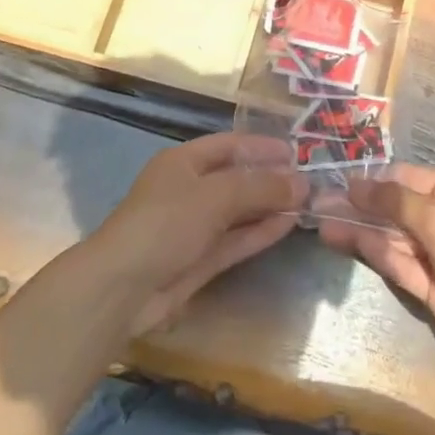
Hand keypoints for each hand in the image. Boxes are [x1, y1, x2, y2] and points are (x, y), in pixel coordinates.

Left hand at [84, 132, 306, 336]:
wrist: (124, 287)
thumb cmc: (166, 223)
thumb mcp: (215, 195)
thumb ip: (260, 187)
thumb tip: (301, 183)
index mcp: (183, 162)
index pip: (228, 146)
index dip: (261, 147)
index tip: (296, 152)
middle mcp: (189, 190)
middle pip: (236, 178)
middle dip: (270, 179)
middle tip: (309, 181)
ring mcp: (194, 227)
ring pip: (239, 211)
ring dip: (269, 206)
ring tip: (307, 203)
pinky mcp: (200, 260)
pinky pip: (236, 239)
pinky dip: (260, 232)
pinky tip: (288, 225)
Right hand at [318, 164, 434, 386]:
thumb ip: (395, 201)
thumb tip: (357, 184)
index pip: (404, 178)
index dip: (370, 180)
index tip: (335, 182)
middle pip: (394, 208)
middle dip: (358, 206)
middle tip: (317, 204)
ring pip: (390, 237)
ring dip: (358, 230)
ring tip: (320, 223)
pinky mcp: (429, 287)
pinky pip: (397, 264)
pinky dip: (372, 253)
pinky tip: (344, 241)